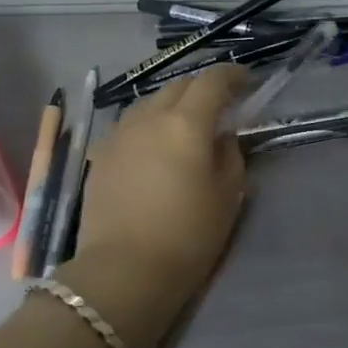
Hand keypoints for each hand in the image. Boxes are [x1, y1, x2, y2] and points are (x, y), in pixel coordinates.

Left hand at [73, 66, 248, 303]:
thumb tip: (222, 137)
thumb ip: (230, 156)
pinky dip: (148, 126)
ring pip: (149, 103)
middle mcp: (149, 117)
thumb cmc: (188, 235)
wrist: (124, 271)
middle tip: (220, 105)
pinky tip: (154, 147)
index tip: (247, 81)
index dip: (232, 75)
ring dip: (172, 105)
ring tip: (185, 125)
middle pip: (178, 86)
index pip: (212, 82)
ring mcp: (119, 134)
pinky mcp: (100, 155)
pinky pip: (130, 126)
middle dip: (202, 88)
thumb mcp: (228, 196)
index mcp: (186, 123)